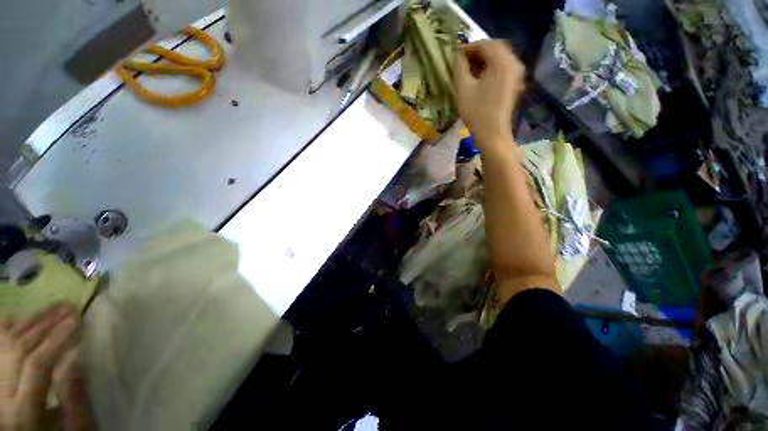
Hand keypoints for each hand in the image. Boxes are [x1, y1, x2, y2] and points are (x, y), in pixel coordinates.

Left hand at [1, 305, 92, 430]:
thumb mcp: (71, 426)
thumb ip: (73, 397)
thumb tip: (77, 358)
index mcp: (24, 411)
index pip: (37, 365)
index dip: (56, 339)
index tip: (76, 320)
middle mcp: (3, 394)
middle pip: (20, 349)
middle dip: (46, 324)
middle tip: (69, 307)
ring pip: (8, 341)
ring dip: (32, 320)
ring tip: (55, 307)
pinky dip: (10, 325)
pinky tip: (24, 316)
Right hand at [454, 40, 524, 146]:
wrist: (493, 133)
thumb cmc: (477, 112)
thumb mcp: (463, 88)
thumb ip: (460, 67)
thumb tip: (458, 55)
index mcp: (502, 61)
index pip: (484, 44)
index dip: (468, 47)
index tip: (455, 55)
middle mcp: (513, 62)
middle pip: (494, 48)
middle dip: (477, 52)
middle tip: (462, 61)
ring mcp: (517, 73)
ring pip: (499, 58)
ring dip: (484, 60)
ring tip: (469, 70)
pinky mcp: (515, 83)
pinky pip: (503, 67)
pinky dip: (491, 68)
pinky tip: (480, 77)